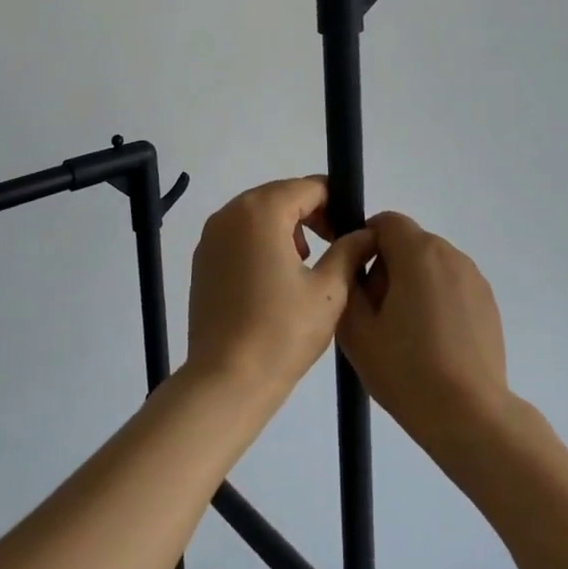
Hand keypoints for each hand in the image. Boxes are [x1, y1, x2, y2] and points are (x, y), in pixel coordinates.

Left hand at [186, 178, 374, 399]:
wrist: (225, 381)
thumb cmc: (282, 332)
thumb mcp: (329, 289)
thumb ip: (350, 251)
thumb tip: (366, 232)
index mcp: (261, 211)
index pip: (308, 187)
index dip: (335, 203)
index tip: (350, 232)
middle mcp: (230, 213)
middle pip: (280, 195)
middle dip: (310, 214)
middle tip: (334, 246)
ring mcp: (210, 237)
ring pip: (258, 215)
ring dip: (285, 227)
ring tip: (306, 264)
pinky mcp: (201, 261)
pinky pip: (238, 235)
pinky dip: (260, 243)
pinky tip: (275, 280)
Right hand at [337, 212, 511, 451]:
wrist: (469, 415)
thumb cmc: (406, 370)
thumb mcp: (356, 329)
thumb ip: (348, 283)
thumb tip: (358, 265)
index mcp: (418, 252)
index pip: (386, 222)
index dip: (365, 243)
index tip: (358, 281)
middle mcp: (450, 254)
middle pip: (409, 243)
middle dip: (388, 267)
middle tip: (377, 316)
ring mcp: (474, 278)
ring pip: (431, 265)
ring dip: (413, 285)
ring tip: (406, 335)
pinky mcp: (488, 302)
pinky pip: (451, 286)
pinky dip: (437, 301)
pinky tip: (433, 345)